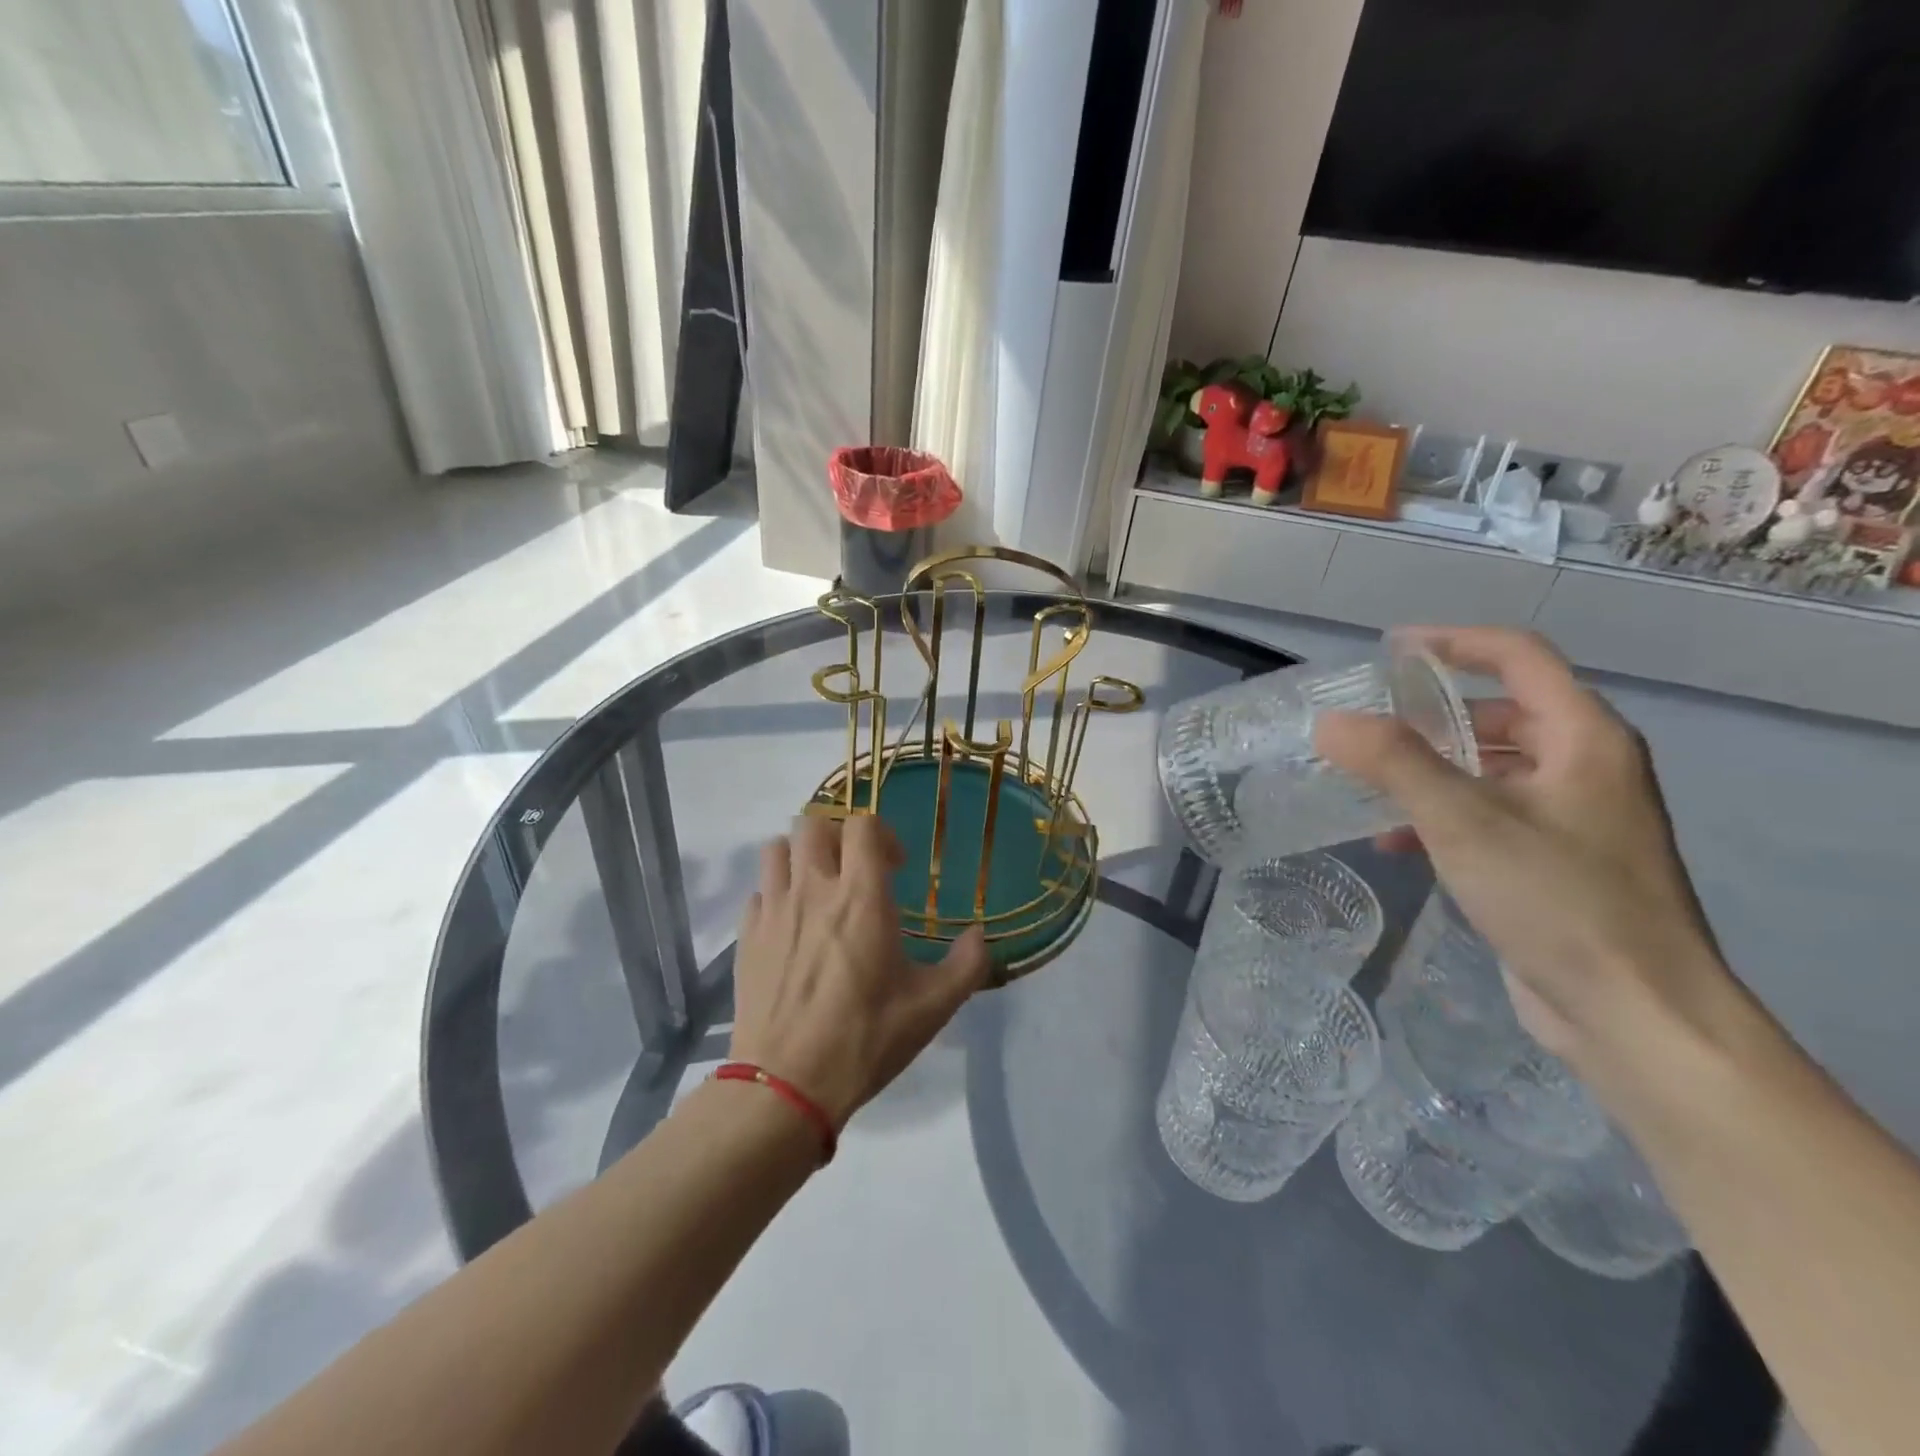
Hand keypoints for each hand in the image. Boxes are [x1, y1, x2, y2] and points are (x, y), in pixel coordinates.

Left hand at [729, 814, 989, 1127]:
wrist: (786, 1085)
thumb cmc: (865, 1038)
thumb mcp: (932, 1007)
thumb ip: (967, 964)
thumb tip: (980, 936)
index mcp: (861, 896)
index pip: (863, 824)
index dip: (882, 834)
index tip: (896, 867)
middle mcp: (813, 889)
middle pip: (812, 823)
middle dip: (837, 836)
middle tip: (854, 870)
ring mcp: (773, 910)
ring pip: (776, 848)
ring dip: (800, 857)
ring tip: (818, 888)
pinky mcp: (746, 936)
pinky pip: (758, 891)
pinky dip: (774, 895)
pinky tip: (789, 927)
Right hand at [1314, 627, 1730, 1067]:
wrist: (1637, 1015)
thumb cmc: (1558, 900)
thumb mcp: (1464, 821)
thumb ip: (1394, 762)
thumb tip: (1330, 721)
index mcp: (1584, 738)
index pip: (1518, 656)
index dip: (1453, 642)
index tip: (1389, 651)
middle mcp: (1585, 766)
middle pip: (1502, 711)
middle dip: (1431, 715)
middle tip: (1367, 724)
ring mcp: (1573, 816)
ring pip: (1490, 766)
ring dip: (1429, 767)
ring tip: (1367, 780)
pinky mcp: (1555, 861)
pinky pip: (1489, 813)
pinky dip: (1441, 813)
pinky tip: (1394, 840)